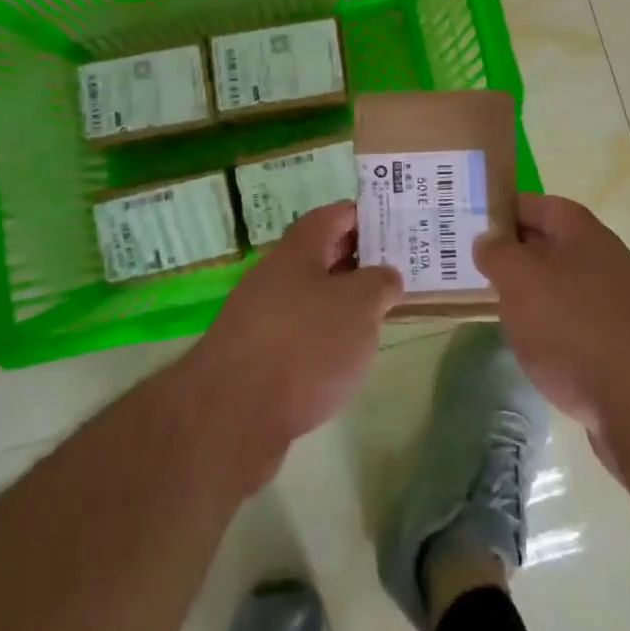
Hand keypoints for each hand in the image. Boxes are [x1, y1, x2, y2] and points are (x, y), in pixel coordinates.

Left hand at [184, 202, 400, 486]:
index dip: (365, 216)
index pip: (334, 216)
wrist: (232, 414)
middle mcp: (275, 275)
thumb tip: (384, 277)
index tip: (396, 226)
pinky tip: (342, 358)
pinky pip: (298, 332)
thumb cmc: (304, 345)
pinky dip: (323, 336)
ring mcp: (260, 316)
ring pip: (310, 296)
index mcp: (298, 250)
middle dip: (358, 260)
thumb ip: (379, 283)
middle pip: (320, 255)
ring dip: (341, 301)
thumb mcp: (359, 305)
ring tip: (377, 315)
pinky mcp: (255, 357)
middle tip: (396, 270)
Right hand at [475, 195, 629, 439]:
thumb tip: (488, 240)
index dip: (505, 210)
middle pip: (550, 246)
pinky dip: (551, 330)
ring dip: (530, 295)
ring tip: (496, 309)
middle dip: (513, 255)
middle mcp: (604, 260)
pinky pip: (575, 325)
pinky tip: (533, 349)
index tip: (471, 226)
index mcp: (583, 233)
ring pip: (561, 287)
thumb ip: (497, 253)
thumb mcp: (520, 280)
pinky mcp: (621, 346)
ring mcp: (617, 305)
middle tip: (472, 268)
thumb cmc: (575, 327)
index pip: (539, 205)